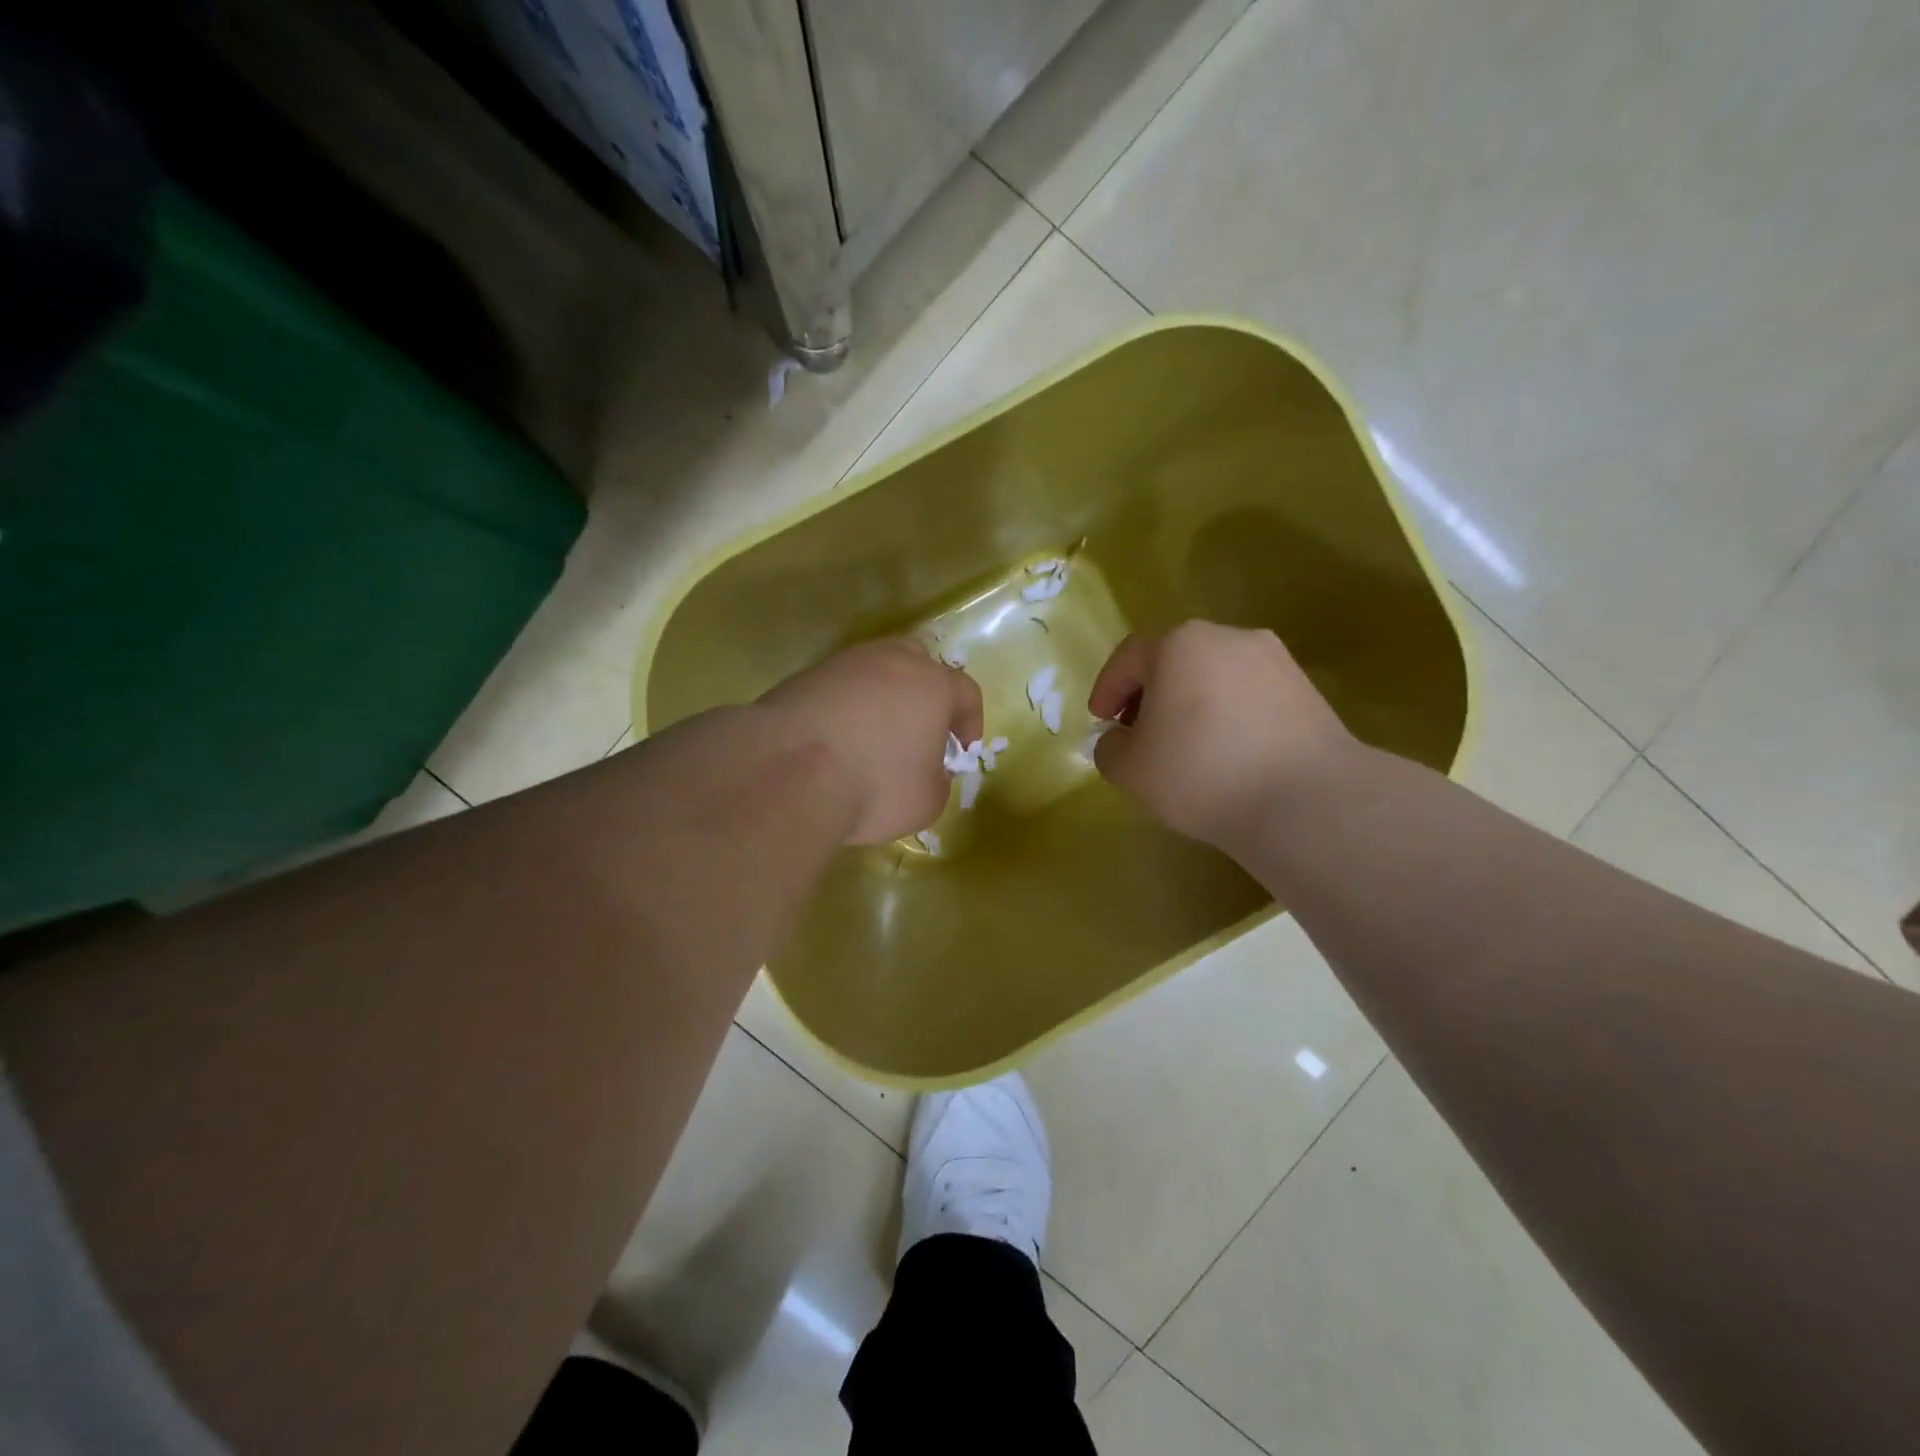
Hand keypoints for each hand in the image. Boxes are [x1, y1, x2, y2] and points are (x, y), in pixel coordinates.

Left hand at [758, 639, 983, 844]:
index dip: (970, 721)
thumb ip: (938, 780)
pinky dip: (844, 708)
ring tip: (873, 735)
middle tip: (920, 727)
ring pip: (873, 671)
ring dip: (881, 698)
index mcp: (932, 685)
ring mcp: (843, 664)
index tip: (963, 749)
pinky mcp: (804, 677)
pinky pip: (837, 688)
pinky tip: (836, 739)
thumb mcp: (927, 801)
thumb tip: (927, 770)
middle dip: (925, 692)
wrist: (788, 773)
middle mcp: (890, 662)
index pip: (966, 691)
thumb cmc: (875, 786)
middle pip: (918, 663)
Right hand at [1088, 621, 1354, 848]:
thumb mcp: (1129, 769)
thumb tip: (1122, 739)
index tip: (1100, 722)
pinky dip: (1227, 715)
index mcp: (1179, 644)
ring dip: (1190, 703)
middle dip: (1149, 694)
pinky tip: (1227, 753)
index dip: (1107, 688)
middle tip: (1138, 733)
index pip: (1129, 657)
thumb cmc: (1201, 774)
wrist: (1306, 801)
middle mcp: (1228, 637)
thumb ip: (1110, 747)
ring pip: (1213, 675)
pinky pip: (1248, 694)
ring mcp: (1274, 660)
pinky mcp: (1306, 689)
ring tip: (1184, 747)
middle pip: (1173, 660)